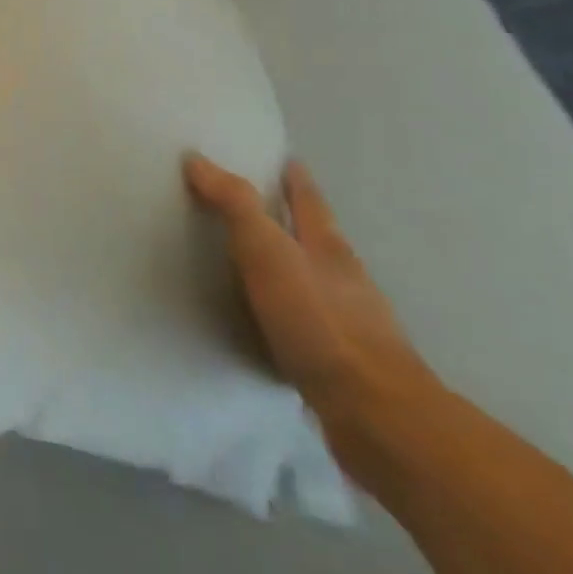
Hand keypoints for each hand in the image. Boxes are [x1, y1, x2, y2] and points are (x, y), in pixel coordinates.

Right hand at [184, 156, 432, 433]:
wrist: (375, 414)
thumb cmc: (319, 322)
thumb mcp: (268, 252)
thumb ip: (235, 206)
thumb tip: (197, 159)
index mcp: (328, 248)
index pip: (309, 202)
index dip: (297, 180)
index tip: (288, 161)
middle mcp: (344, 280)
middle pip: (318, 240)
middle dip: (295, 222)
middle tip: (263, 209)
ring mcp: (350, 324)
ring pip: (317, 284)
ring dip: (293, 271)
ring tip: (259, 267)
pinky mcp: (342, 364)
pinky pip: (309, 326)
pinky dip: (289, 317)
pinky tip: (272, 328)